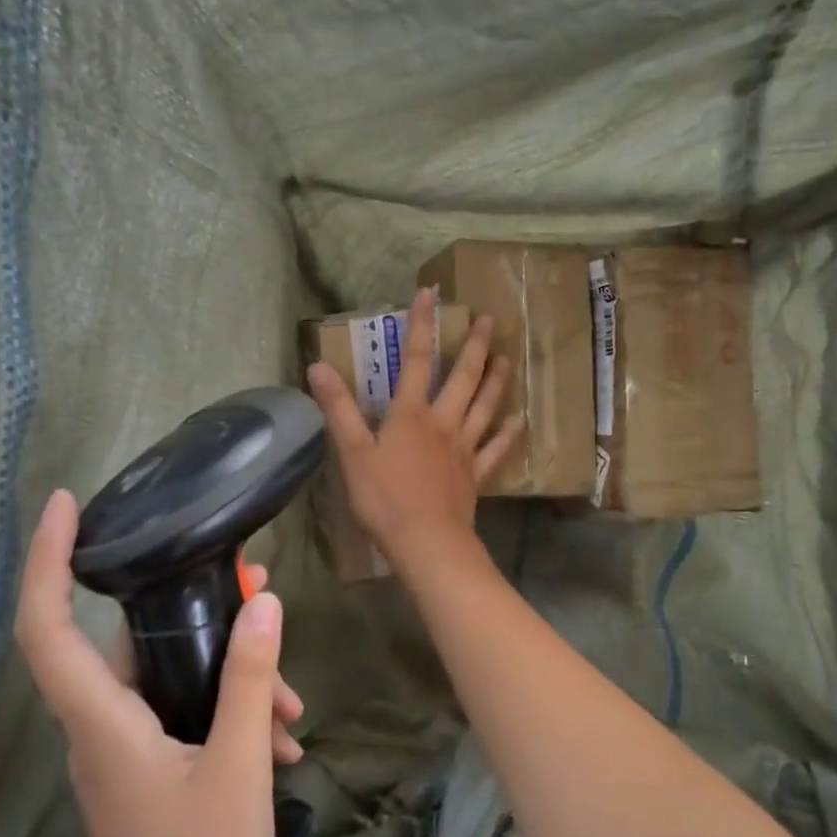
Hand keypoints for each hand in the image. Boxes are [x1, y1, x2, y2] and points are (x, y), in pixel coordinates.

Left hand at [15, 489, 303, 836]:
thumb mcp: (237, 771)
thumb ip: (246, 680)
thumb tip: (262, 600)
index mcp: (103, 725)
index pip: (49, 627)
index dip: (49, 560)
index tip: (67, 503)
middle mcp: (102, 731)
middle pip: (134, 642)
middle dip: (197, 614)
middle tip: (256, 590)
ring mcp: (125, 754)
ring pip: (172, 680)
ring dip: (231, 675)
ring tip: (292, 703)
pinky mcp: (150, 773)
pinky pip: (185, 714)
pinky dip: (230, 710)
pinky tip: (282, 736)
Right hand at [306, 288, 520, 567]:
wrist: (427, 542)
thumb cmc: (385, 498)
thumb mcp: (353, 452)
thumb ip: (338, 408)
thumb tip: (318, 366)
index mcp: (410, 414)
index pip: (414, 359)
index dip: (421, 325)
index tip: (430, 294)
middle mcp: (443, 422)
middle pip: (462, 377)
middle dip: (474, 346)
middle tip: (489, 320)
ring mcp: (464, 448)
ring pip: (485, 406)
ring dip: (496, 380)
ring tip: (506, 356)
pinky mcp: (475, 475)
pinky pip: (496, 449)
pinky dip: (508, 434)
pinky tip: (519, 421)